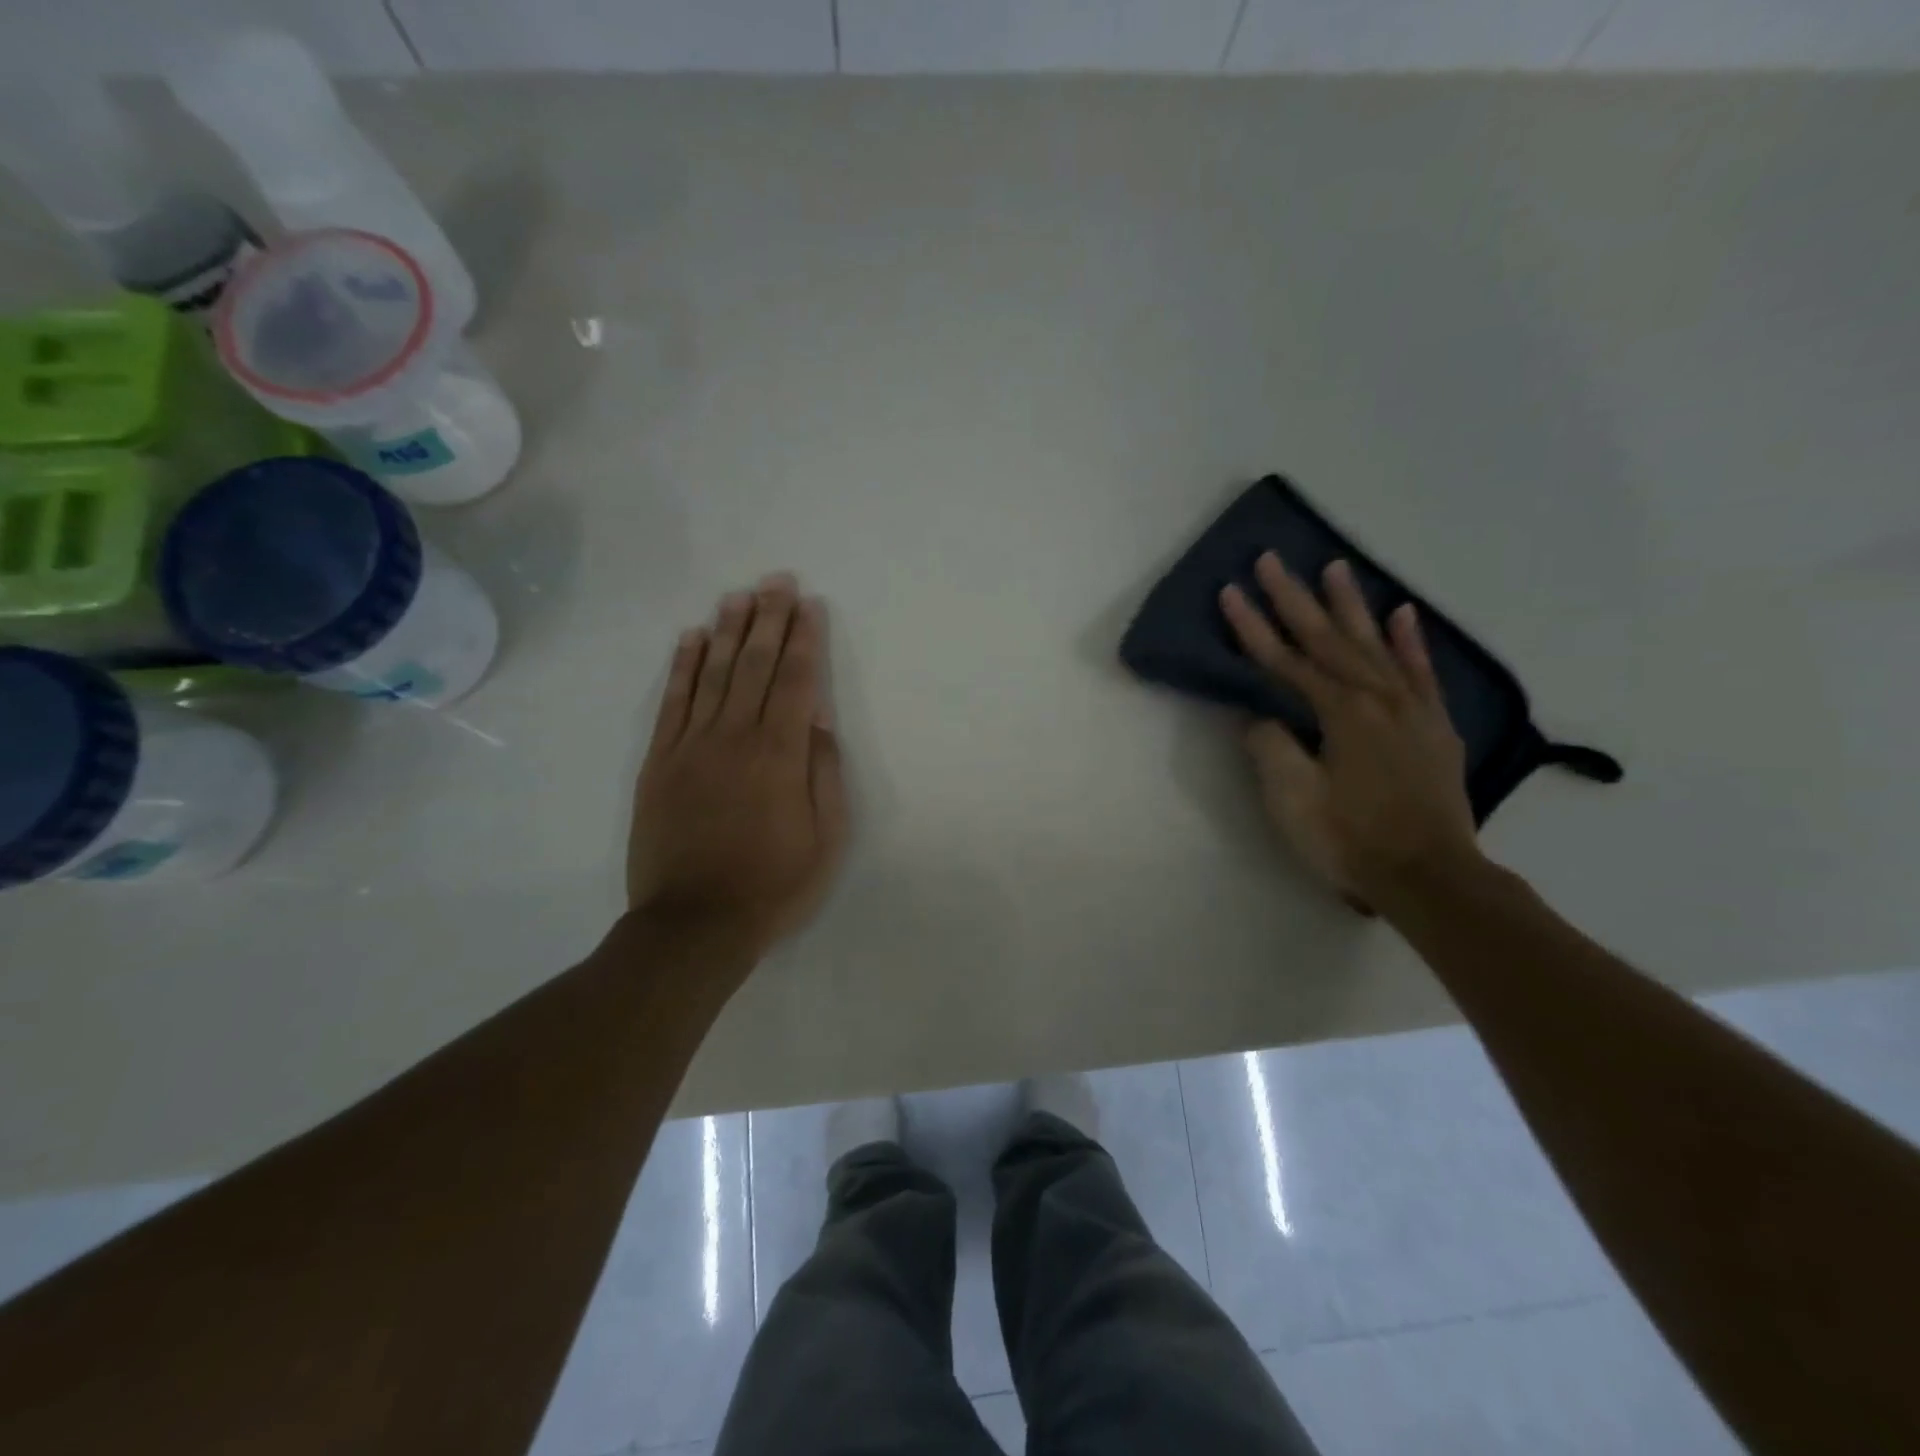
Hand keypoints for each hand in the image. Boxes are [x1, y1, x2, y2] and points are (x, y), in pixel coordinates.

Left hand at [628, 573, 848, 951]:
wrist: (694, 924)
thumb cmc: (774, 885)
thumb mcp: (827, 839)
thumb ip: (825, 773)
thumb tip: (821, 719)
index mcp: (781, 755)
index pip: (797, 681)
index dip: (805, 639)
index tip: (810, 605)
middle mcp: (736, 737)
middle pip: (756, 665)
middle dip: (770, 619)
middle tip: (777, 580)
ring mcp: (692, 746)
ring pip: (714, 674)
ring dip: (729, 630)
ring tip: (740, 595)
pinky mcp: (659, 762)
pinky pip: (673, 702)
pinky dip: (683, 667)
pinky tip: (692, 638)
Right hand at [1220, 555, 1480, 906]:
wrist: (1430, 876)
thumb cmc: (1350, 839)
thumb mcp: (1293, 799)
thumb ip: (1271, 747)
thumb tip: (1257, 715)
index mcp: (1339, 713)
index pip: (1285, 661)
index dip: (1252, 627)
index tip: (1229, 592)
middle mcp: (1376, 697)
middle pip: (1327, 638)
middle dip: (1294, 598)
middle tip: (1272, 558)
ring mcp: (1411, 708)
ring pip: (1375, 643)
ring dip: (1350, 604)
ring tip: (1335, 565)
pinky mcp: (1434, 725)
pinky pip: (1420, 670)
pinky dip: (1410, 640)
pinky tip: (1403, 613)